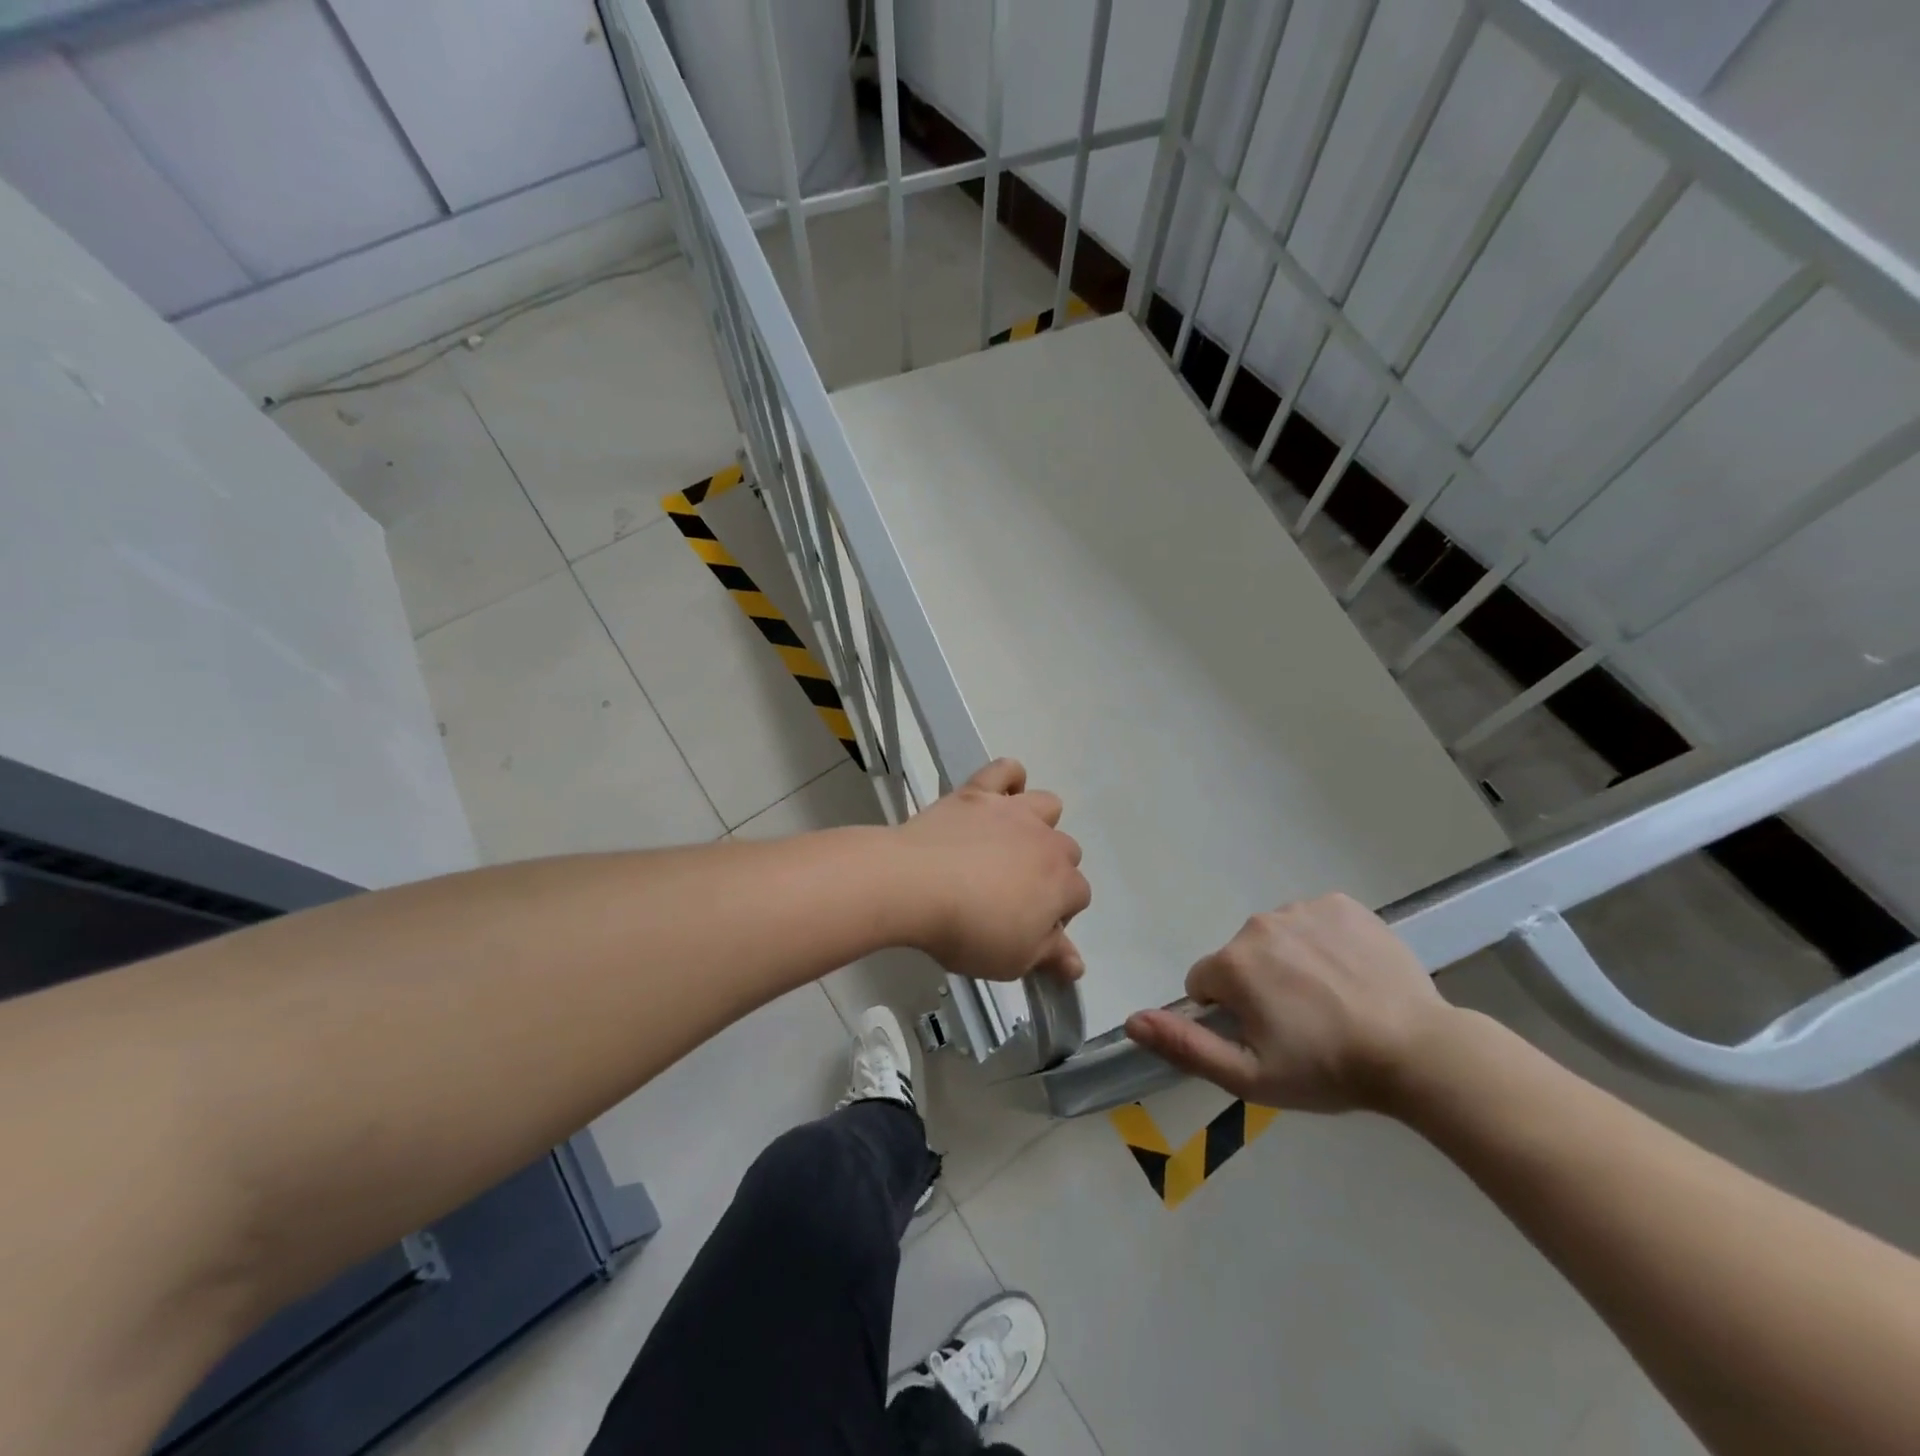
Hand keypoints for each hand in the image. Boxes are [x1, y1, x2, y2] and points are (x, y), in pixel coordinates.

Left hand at [895, 759, 1090, 981]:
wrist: (914, 884)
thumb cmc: (967, 930)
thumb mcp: (1013, 960)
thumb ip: (1049, 956)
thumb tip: (1077, 964)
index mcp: (1061, 884)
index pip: (1078, 897)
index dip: (1056, 916)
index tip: (1027, 929)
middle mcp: (1046, 841)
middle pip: (1066, 852)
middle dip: (1048, 872)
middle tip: (1011, 895)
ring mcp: (1013, 811)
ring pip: (1047, 805)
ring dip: (1038, 824)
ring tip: (1007, 845)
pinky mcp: (978, 792)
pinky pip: (1005, 769)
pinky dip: (1008, 779)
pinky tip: (996, 798)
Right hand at [1124, 893, 1454, 1111]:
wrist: (1419, 1052)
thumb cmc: (1328, 1069)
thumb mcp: (1250, 1076)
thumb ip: (1185, 1046)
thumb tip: (1132, 1021)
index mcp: (1233, 964)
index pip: (1204, 983)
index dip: (1228, 1014)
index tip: (1265, 1036)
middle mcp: (1259, 925)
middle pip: (1239, 957)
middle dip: (1258, 986)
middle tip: (1301, 1024)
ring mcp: (1303, 909)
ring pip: (1275, 938)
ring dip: (1288, 963)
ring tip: (1331, 1001)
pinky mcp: (1341, 903)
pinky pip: (1312, 920)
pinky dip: (1322, 942)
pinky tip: (1349, 974)